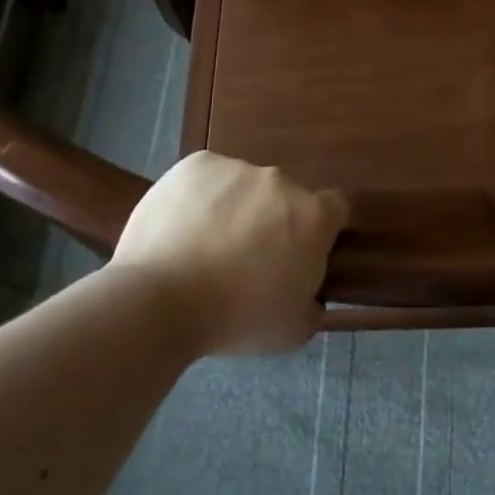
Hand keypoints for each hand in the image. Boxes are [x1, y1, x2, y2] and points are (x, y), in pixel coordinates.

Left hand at [112, 152, 345, 355]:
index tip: (299, 253)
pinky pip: (207, 177)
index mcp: (313, 217)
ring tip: (203, 247)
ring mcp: (238, 168)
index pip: (335, 208)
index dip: (320, 230)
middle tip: (245, 259)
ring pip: (244, 186)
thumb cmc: (236, 319)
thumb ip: (312, 305)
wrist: (160, 301)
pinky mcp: (197, 164)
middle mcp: (282, 182)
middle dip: (271, 221)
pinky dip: (200, 196)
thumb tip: (310, 296)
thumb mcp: (292, 331)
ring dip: (235, 208)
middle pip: (285, 197)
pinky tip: (181, 227)